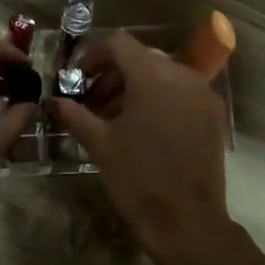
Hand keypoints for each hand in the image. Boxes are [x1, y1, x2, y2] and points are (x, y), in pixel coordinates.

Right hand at [44, 32, 230, 258]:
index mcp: (153, 76)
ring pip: (161, 76)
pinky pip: (180, 93)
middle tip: (90, 104)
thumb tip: (51, 101)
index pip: (119, 44)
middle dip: (111, 76)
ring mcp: (202, 94)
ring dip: (133, 89)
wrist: (187, 220)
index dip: (92, 56)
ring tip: (112, 120)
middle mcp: (183, 75)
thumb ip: (74, 114)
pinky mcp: (212, 115)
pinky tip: (140, 129)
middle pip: (140, 59)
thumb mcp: (99, 143)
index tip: (76, 80)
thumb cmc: (137, 178)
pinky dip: (157, 100)